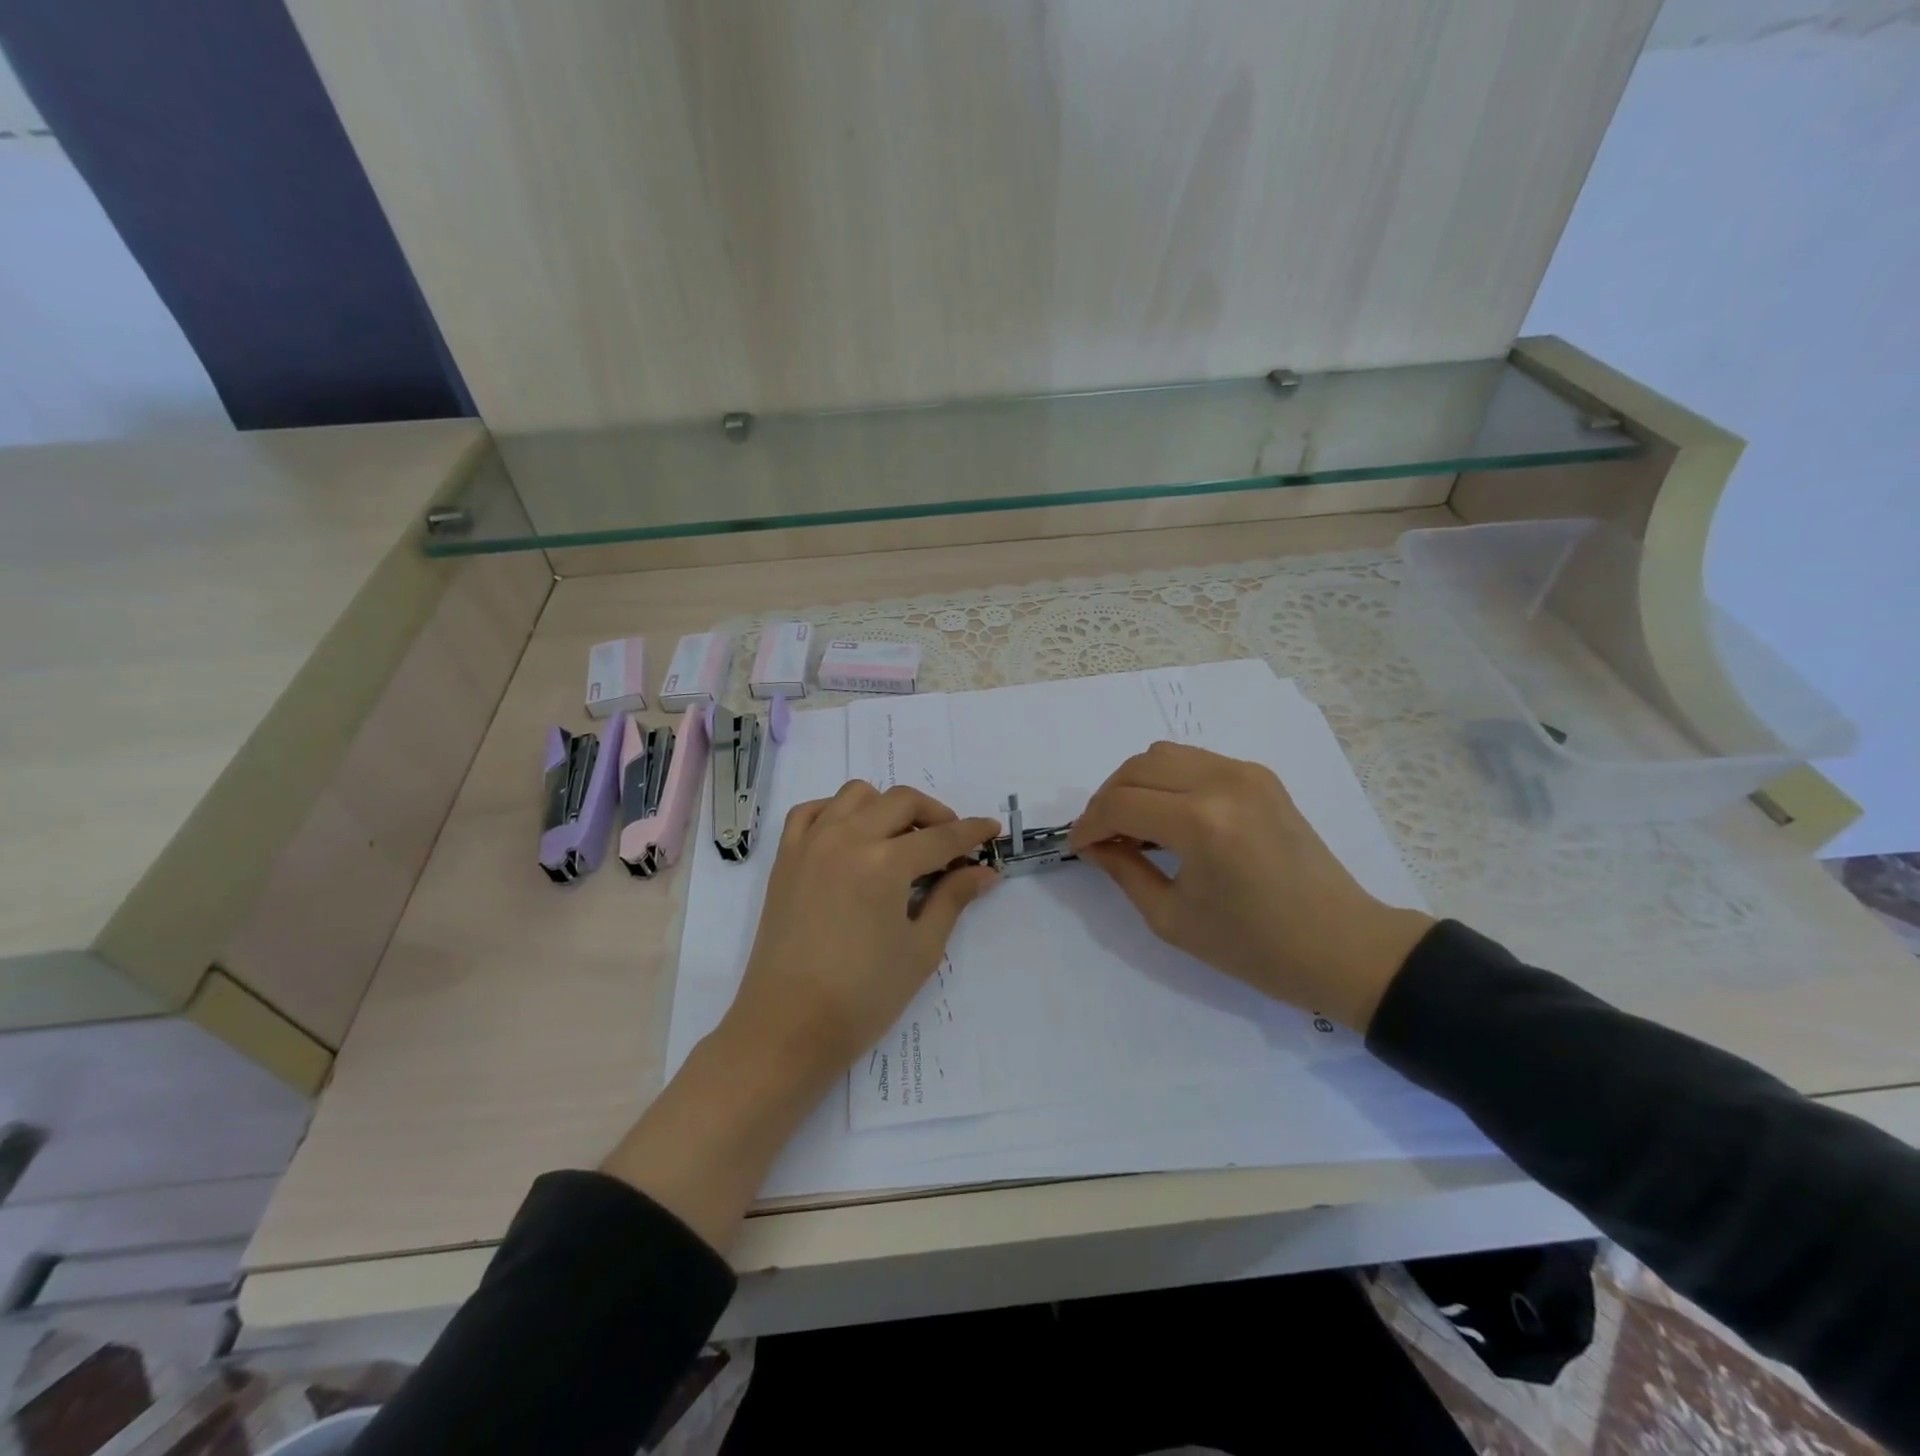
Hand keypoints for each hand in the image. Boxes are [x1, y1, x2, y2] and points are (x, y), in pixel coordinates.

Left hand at [603, 781, 998, 1250]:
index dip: (972, 832)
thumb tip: (984, 871)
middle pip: (901, 801)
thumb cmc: (863, 997)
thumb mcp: (920, 949)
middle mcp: (846, 838)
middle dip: (935, 814)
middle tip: (950, 842)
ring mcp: (810, 843)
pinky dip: (836, 811)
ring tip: (900, 839)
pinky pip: (811, 811)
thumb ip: (952, 899)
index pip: (941, 836)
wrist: (788, 1027)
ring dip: (886, 806)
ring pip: (856, 794)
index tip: (991, 830)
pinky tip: (851, 836)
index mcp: (885, 863)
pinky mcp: (785, 858)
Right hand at [1069, 742, 1432, 1031]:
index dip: (1089, 824)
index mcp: (1200, 823)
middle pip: (1137, 768)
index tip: (1078, 846)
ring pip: (1163, 754)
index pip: (1120, 803)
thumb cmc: (1255, 947)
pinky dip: (1169, 779)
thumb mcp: (1172, 919)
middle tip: (1101, 836)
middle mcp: (1222, 782)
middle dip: (1107, 799)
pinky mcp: (1261, 776)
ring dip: (1136, 783)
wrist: (1342, 945)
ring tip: (1132, 823)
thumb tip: (1094, 843)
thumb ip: (1123, 870)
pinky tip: (1169, 815)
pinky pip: (1195, 761)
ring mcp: (1245, 773)